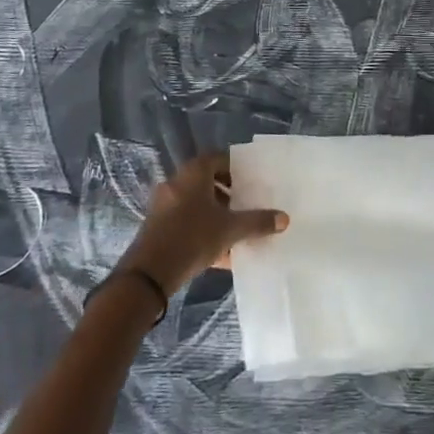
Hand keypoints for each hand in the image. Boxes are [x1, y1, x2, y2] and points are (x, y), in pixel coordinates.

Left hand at [119, 152, 288, 297]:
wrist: (148, 275)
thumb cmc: (192, 238)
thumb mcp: (230, 229)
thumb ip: (257, 222)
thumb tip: (284, 218)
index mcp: (194, 172)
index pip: (219, 158)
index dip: (237, 168)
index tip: (251, 182)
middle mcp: (177, 182)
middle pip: (208, 181)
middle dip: (228, 193)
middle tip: (246, 205)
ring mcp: (164, 204)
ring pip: (196, 203)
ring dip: (215, 213)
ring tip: (235, 230)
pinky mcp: (157, 226)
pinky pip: (185, 221)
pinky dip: (202, 229)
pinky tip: (219, 253)